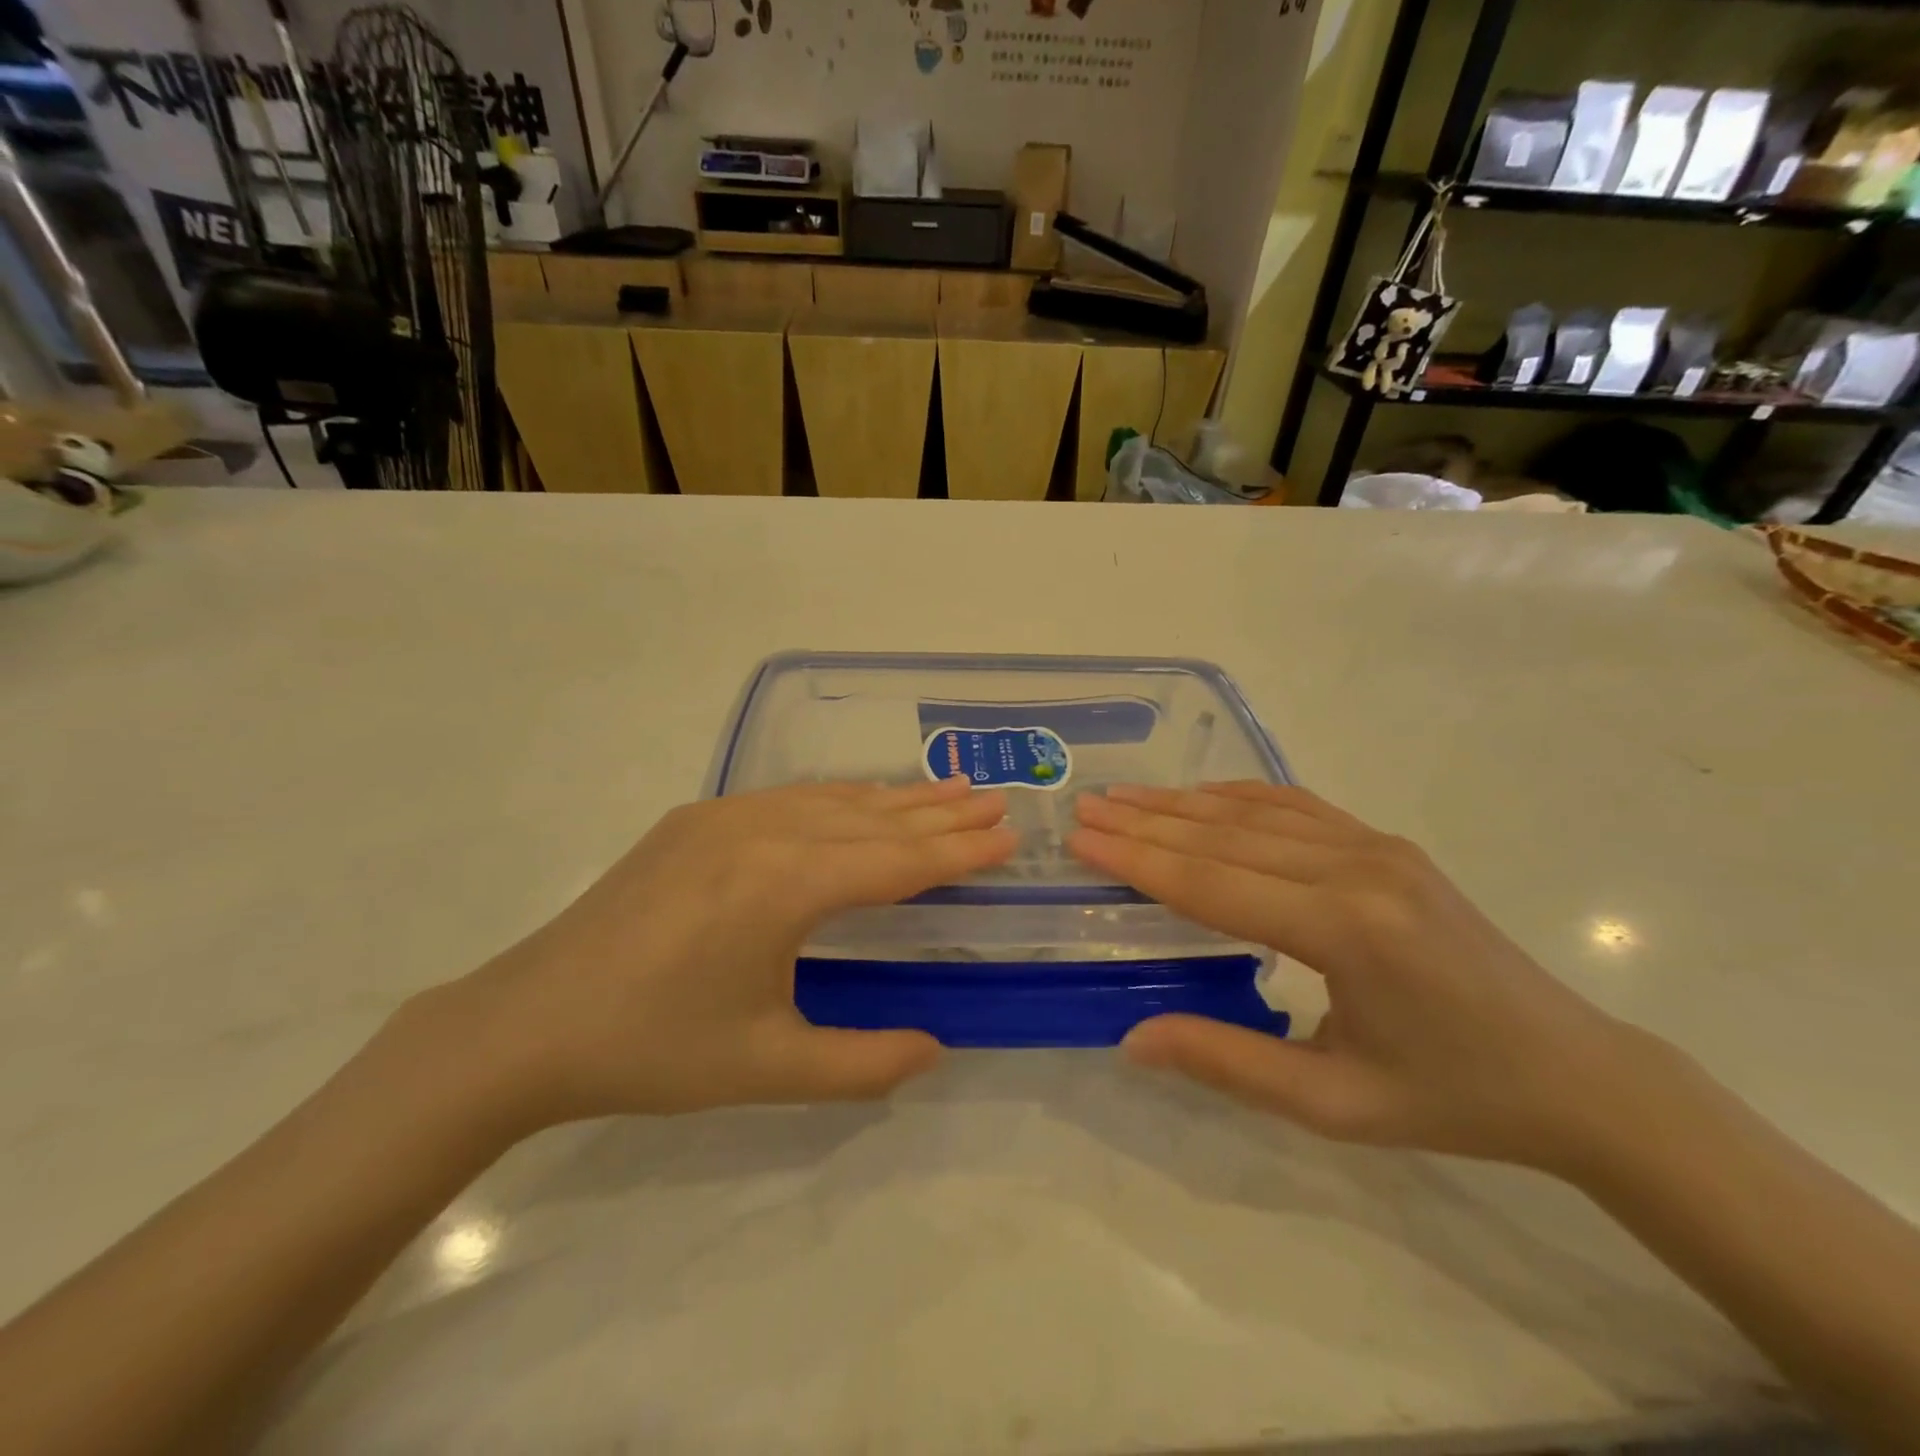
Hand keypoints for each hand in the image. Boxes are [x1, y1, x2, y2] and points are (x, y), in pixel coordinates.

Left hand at [410, 779, 1015, 1131]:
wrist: (528, 1023)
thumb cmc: (653, 1049)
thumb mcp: (768, 1068)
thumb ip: (863, 1064)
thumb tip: (936, 1049)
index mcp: (785, 885)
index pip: (896, 860)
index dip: (957, 850)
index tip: (1006, 836)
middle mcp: (762, 831)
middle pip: (872, 816)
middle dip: (939, 811)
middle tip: (993, 799)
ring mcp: (724, 816)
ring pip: (832, 799)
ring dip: (893, 798)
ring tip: (946, 789)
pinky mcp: (696, 819)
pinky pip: (789, 799)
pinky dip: (840, 799)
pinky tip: (859, 802)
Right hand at [1071, 783, 1638, 1171]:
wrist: (1575, 1073)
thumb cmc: (1451, 1098)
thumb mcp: (1333, 1104)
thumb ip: (1228, 1062)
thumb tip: (1132, 1038)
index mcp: (1344, 931)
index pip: (1212, 884)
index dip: (1138, 860)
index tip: (1081, 840)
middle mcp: (1357, 869)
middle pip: (1224, 837)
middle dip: (1146, 823)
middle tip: (1085, 809)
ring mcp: (1377, 848)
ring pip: (1256, 814)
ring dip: (1182, 803)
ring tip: (1123, 796)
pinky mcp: (1388, 845)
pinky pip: (1298, 807)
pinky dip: (1239, 796)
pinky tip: (1201, 794)